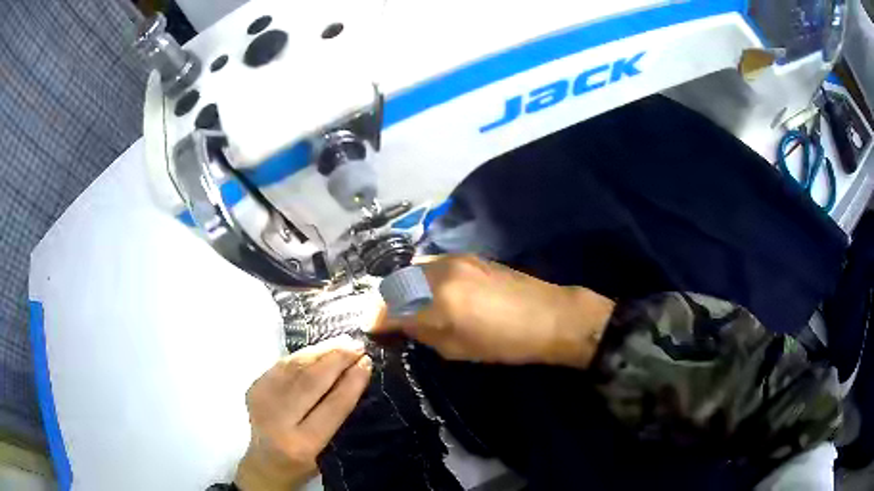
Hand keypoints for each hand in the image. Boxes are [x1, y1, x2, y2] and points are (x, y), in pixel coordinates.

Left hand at [235, 335, 371, 490]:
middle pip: (309, 381)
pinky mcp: (253, 387)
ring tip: (342, 341)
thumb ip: (337, 415)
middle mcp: (277, 420)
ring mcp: (261, 400)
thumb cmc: (304, 462)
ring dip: (321, 351)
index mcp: (301, 444)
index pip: (332, 407)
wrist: (265, 463)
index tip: (367, 362)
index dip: (351, 382)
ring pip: (294, 366)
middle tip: (357, 345)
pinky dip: (304, 354)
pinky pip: (282, 364)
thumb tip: (354, 373)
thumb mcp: (326, 448)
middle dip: (336, 359)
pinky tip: (319, 349)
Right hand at [373, 255, 613, 367]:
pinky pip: (430, 264)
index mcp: (438, 302)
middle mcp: (440, 273)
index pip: (390, 308)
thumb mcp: (457, 349)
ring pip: (412, 270)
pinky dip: (420, 278)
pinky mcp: (467, 255)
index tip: (372, 330)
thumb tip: (399, 325)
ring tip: (408, 307)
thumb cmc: (505, 343)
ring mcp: (454, 259)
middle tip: (389, 320)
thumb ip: (423, 333)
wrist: (548, 316)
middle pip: (396, 283)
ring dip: (403, 288)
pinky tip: (429, 292)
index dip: (376, 321)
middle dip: (387, 302)